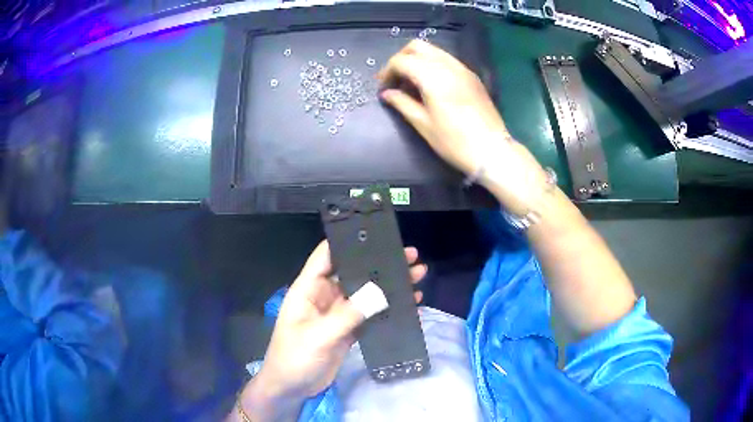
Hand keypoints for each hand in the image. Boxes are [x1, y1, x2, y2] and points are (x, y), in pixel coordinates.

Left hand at [236, 241, 426, 421]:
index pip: (326, 256)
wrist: (292, 388)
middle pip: (353, 273)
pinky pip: (370, 314)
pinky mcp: (347, 330)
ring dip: (388, 286)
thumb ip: (348, 315)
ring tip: (416, 275)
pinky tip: (408, 304)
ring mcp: (337, 314)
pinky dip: (387, 308)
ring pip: (365, 293)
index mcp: (308, 289)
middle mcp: (324, 296)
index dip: (348, 242)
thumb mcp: (318, 335)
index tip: (376, 233)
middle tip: (409, 256)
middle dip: (379, 264)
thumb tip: (380, 292)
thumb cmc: (294, 358)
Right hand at [378, 40, 547, 215]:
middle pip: (417, 47)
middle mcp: (448, 65)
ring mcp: (463, 69)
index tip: (383, 87)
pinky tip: (430, 85)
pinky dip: (432, 65)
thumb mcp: (423, 124)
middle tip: (395, 79)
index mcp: (433, 76)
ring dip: (417, 60)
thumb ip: (402, 103)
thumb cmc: (455, 142)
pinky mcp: (472, 76)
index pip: (402, 61)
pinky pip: (447, 60)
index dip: (387, 71)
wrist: (492, 151)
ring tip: (411, 83)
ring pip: (433, 51)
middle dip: (401, 59)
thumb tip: (386, 94)